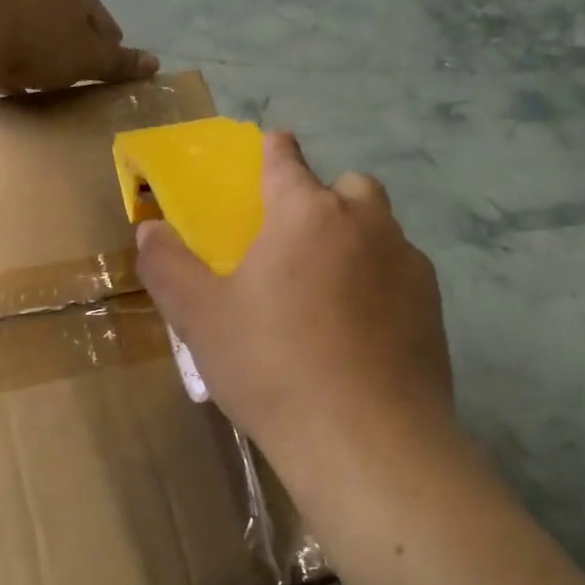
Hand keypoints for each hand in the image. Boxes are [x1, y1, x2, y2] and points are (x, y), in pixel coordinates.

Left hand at [0, 0, 156, 93]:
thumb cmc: (41, 43)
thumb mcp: (88, 59)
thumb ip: (118, 63)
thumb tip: (155, 63)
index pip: (106, 25)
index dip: (109, 53)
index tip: (103, 78)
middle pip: (70, 25)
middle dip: (72, 53)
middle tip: (71, 84)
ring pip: (37, 30)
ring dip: (41, 55)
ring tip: (38, 84)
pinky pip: (6, 38)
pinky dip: (11, 57)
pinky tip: (6, 77)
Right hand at [135, 131, 453, 479]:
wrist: (365, 440)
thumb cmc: (271, 366)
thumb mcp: (200, 317)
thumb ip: (168, 266)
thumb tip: (149, 229)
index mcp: (305, 214)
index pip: (287, 161)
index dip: (275, 151)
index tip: (272, 145)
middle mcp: (365, 223)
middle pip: (348, 187)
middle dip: (323, 199)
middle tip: (295, 242)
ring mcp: (407, 265)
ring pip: (381, 230)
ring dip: (355, 240)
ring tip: (327, 291)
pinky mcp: (434, 308)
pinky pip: (402, 275)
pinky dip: (380, 284)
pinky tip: (360, 332)